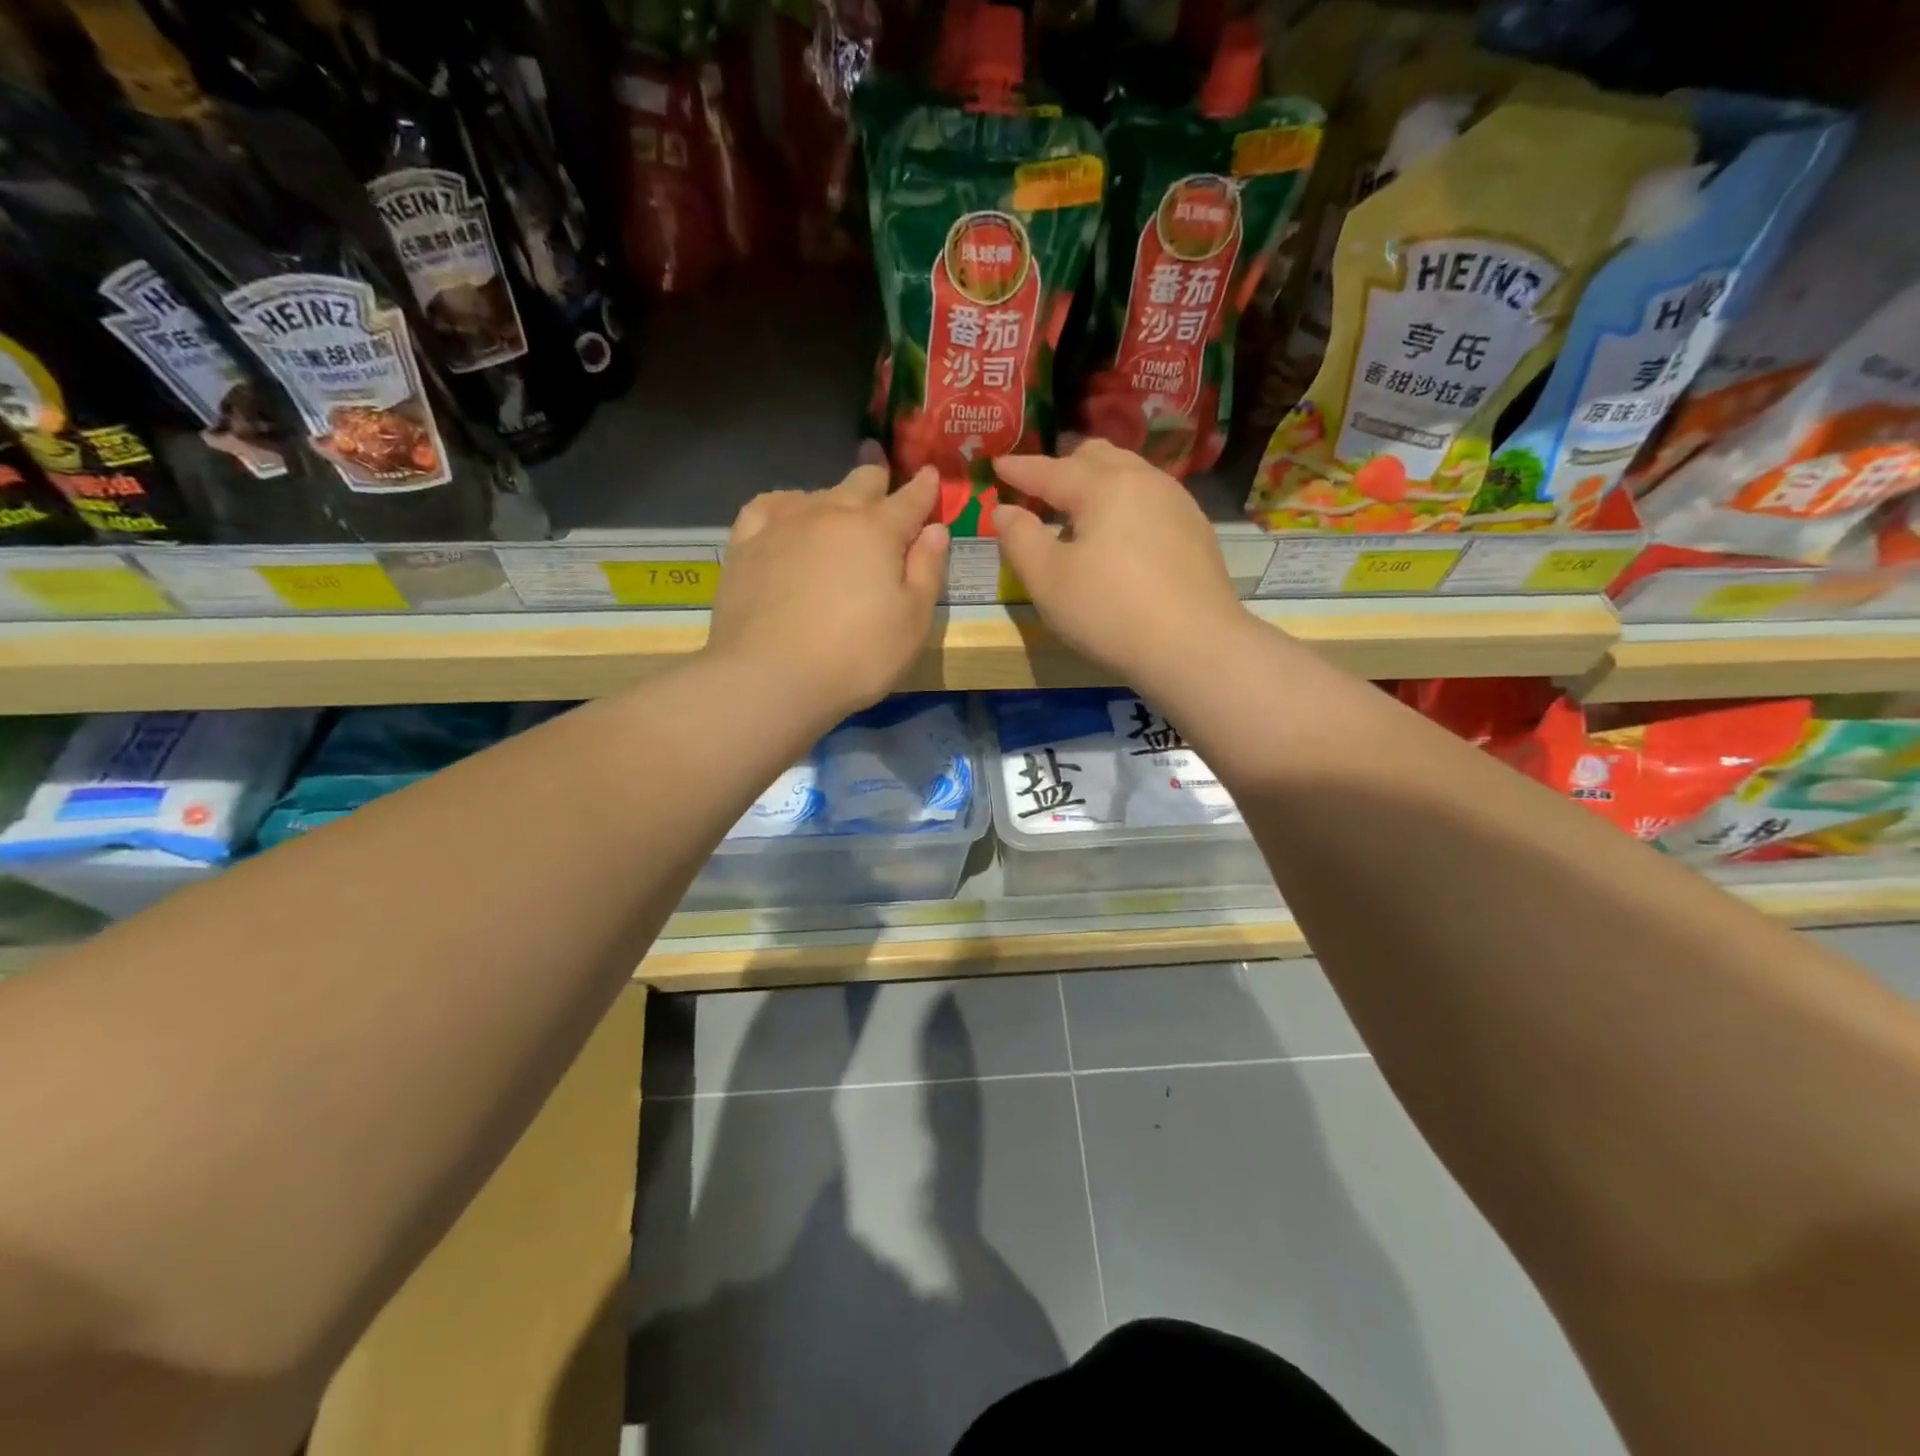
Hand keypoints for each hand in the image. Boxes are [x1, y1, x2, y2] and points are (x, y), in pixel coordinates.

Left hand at [708, 465, 947, 719]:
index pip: (910, 499)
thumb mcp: (913, 622)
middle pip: (860, 482)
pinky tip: (788, 515)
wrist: (769, 676)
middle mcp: (831, 513)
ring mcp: (784, 524)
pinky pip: (769, 506)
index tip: (932, 474)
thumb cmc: (856, 656)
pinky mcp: (747, 543)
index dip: (924, 487)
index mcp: (878, 531)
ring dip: (835, 496)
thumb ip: (927, 570)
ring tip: (838, 506)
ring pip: (817, 493)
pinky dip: (787, 504)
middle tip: (882, 470)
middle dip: (878, 476)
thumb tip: (935, 529)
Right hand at [994, 441, 1248, 683]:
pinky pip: (1151, 499)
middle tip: (1041, 488)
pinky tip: (1121, 535)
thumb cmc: (1110, 612)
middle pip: (1098, 456)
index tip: (997, 465)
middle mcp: (1143, 481)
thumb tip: (1004, 511)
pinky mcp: (1196, 531)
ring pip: (1130, 473)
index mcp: (1103, 486)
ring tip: (1080, 511)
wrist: (1195, 646)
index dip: (1020, 469)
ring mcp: (1177, 503)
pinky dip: (1125, 503)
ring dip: (1098, 482)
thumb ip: (1019, 539)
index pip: (1051, 470)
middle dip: (1064, 465)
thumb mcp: (1048, 581)